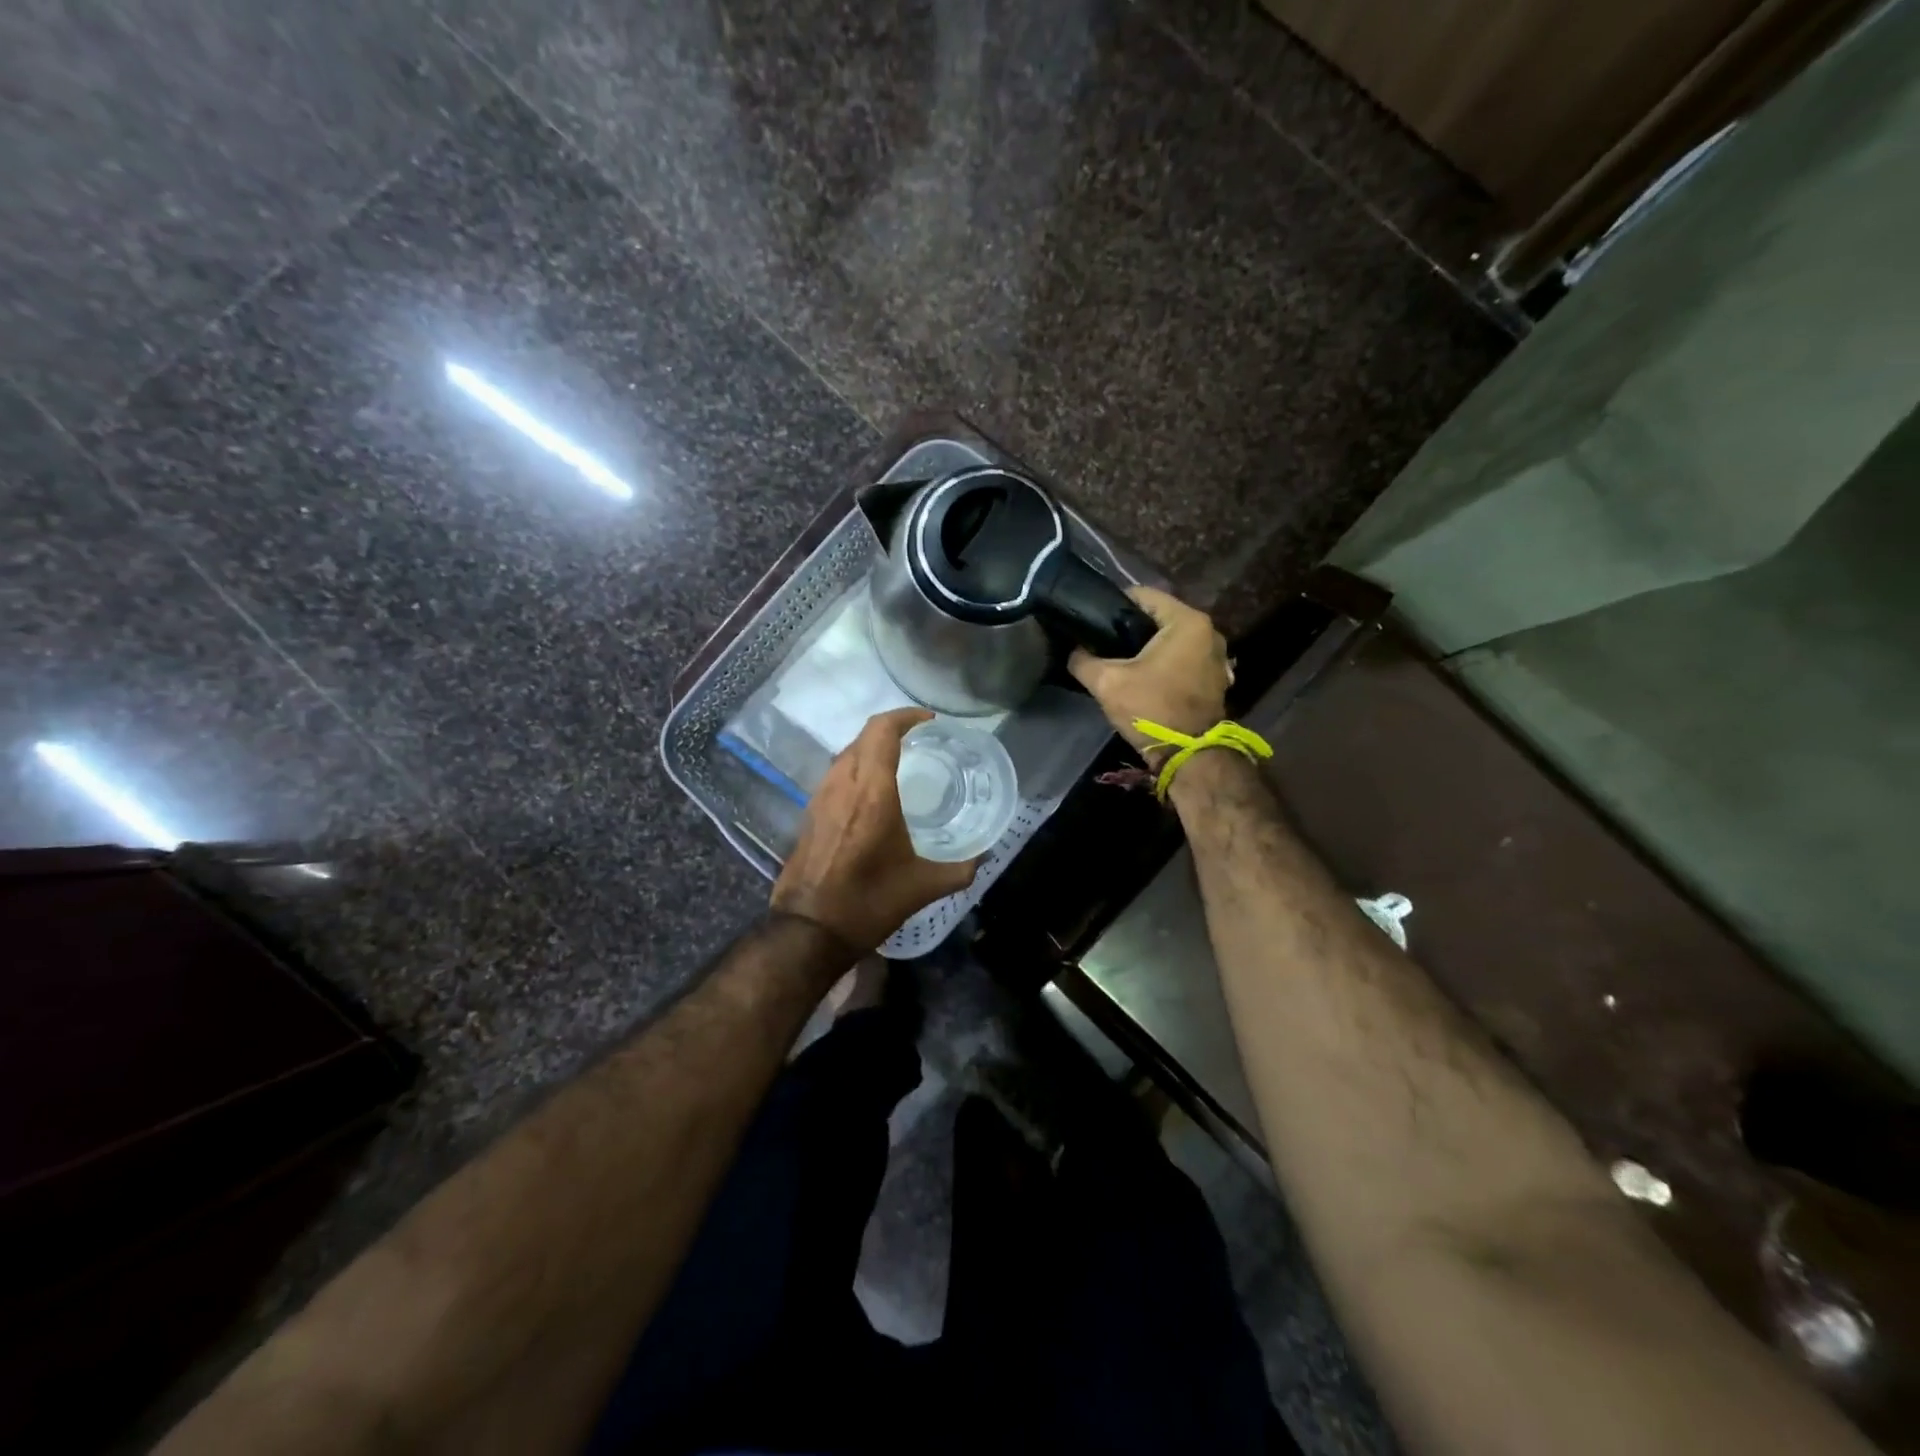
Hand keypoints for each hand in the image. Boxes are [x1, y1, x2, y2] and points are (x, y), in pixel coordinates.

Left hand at [771, 707, 979, 953]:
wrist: (809, 930)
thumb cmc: (869, 902)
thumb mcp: (923, 887)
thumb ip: (959, 868)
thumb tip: (982, 857)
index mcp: (872, 792)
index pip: (882, 731)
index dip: (906, 716)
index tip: (929, 722)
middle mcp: (843, 785)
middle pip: (864, 736)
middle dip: (892, 729)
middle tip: (921, 741)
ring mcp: (820, 798)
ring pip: (846, 754)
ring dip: (872, 748)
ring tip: (900, 763)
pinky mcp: (809, 813)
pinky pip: (836, 775)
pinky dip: (857, 769)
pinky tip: (873, 793)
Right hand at [1068, 586, 1230, 754]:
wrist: (1189, 756)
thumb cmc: (1151, 709)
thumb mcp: (1106, 682)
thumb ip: (1083, 660)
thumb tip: (1074, 651)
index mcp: (1187, 621)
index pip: (1143, 595)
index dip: (1113, 605)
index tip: (1093, 621)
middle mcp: (1209, 632)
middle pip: (1158, 618)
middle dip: (1130, 628)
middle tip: (1102, 643)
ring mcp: (1216, 656)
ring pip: (1171, 640)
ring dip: (1147, 648)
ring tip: (1120, 661)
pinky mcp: (1214, 678)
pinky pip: (1182, 659)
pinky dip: (1164, 663)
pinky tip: (1143, 678)